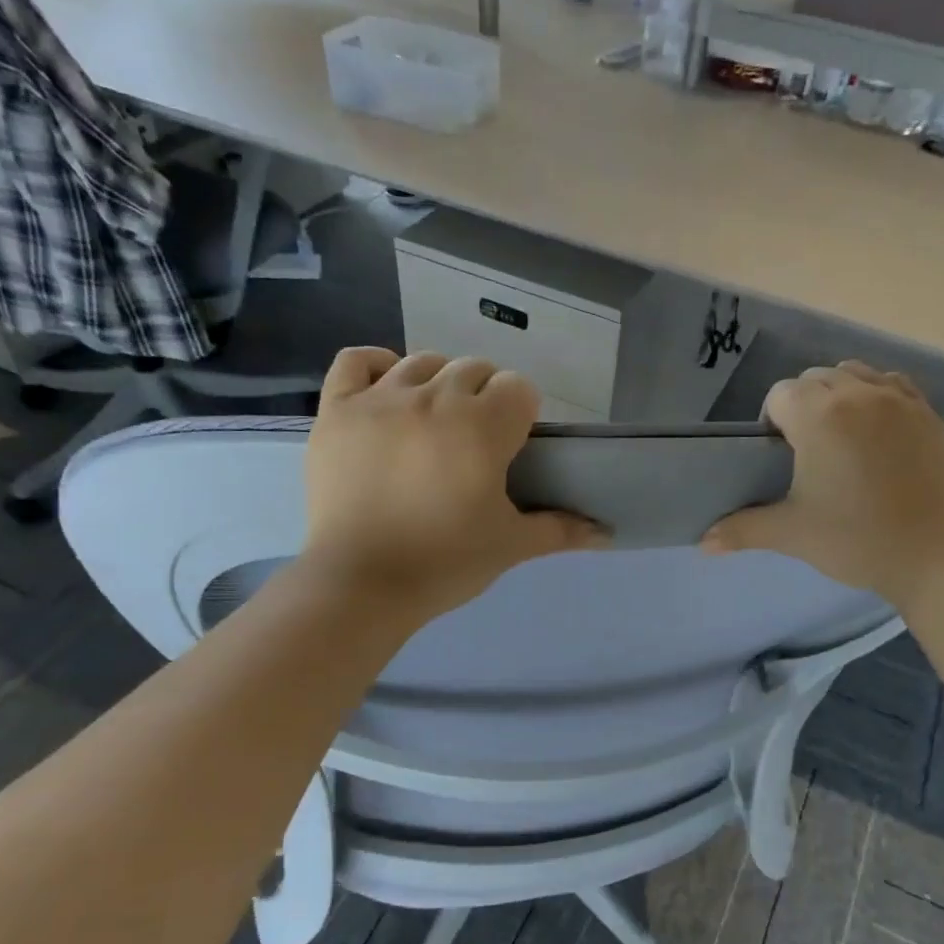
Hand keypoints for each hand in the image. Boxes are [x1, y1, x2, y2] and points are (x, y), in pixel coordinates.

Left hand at [300, 349, 603, 617]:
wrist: (360, 584)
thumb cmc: (444, 563)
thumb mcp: (510, 546)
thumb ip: (561, 530)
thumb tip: (607, 534)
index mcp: (482, 426)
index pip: (518, 388)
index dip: (521, 415)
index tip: (511, 449)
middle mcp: (433, 398)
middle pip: (474, 370)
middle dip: (484, 399)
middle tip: (475, 445)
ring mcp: (380, 399)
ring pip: (424, 362)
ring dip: (440, 384)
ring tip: (435, 424)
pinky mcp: (337, 409)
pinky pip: (358, 359)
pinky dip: (378, 366)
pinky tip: (388, 393)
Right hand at [702, 361, 943, 605]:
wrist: (942, 555)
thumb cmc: (859, 541)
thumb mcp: (793, 535)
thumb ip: (743, 530)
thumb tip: (703, 543)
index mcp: (819, 417)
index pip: (780, 394)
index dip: (772, 422)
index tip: (779, 458)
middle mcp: (858, 394)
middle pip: (814, 378)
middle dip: (802, 405)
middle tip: (806, 452)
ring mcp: (898, 400)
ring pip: (853, 374)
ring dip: (837, 394)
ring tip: (839, 437)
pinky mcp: (927, 413)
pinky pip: (891, 383)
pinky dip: (875, 395)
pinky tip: (875, 430)